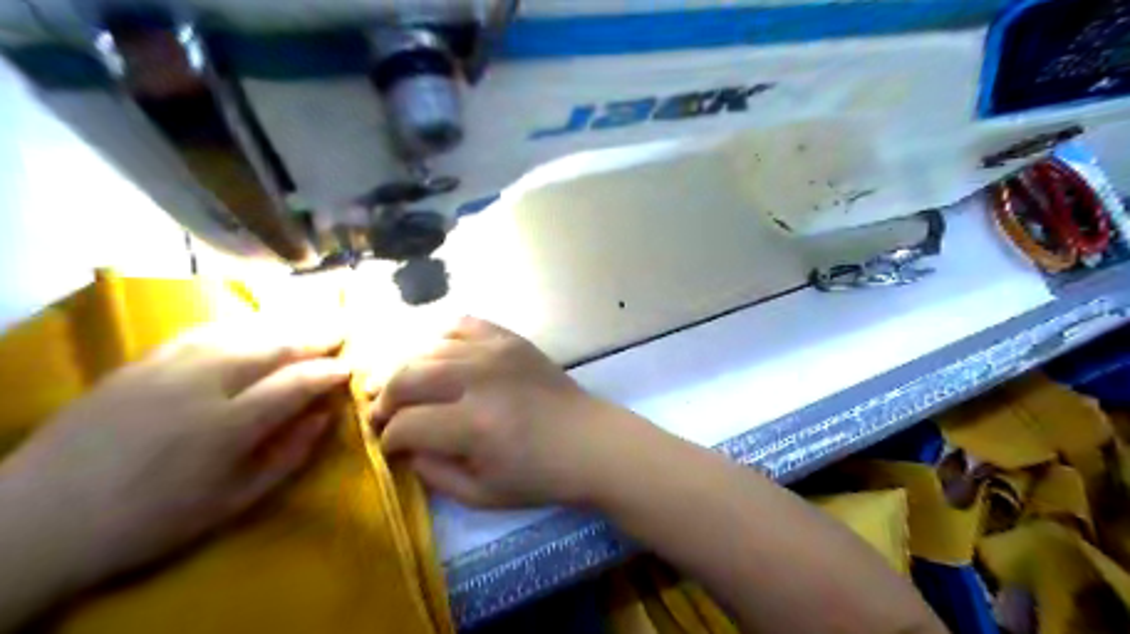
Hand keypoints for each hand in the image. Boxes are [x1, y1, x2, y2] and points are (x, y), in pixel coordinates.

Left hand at [0, 319, 348, 591]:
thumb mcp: (233, 502)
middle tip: (343, 324)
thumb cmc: (151, 519)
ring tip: (309, 318)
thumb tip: (325, 416)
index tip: (351, 366)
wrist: (37, 518)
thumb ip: (288, 455)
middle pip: (272, 347)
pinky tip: (254, 325)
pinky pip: (204, 331)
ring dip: (282, 323)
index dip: (329, 371)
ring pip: (240, 331)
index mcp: (227, 427)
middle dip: (315, 334)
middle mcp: (202, 385)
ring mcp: (167, 367)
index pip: (295, 383)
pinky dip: (240, 324)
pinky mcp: (141, 361)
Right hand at [375, 317, 648, 510]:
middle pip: (407, 376)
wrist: (590, 442)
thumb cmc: (539, 476)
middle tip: (383, 414)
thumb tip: (402, 447)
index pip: (406, 424)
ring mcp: (496, 352)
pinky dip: (443, 338)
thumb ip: (432, 473)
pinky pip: (463, 325)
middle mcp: (479, 379)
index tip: (388, 445)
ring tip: (406, 388)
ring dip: (407, 369)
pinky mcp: (511, 339)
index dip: (387, 438)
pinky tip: (440, 357)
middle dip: (385, 398)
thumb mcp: (481, 494)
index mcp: (473, 425)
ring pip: (428, 349)